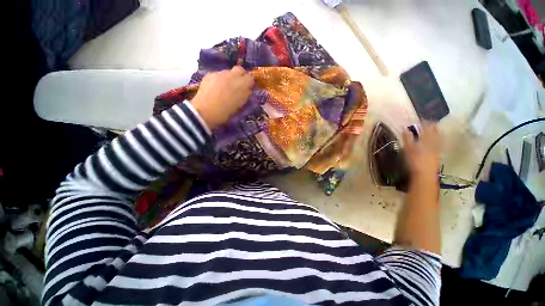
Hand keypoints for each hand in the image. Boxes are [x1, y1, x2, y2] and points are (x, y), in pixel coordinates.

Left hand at [190, 66, 253, 128]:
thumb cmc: (225, 112)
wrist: (204, 111)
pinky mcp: (210, 74)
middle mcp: (232, 76)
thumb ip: (245, 95)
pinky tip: (216, 88)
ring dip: (229, 78)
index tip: (248, 88)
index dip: (249, 83)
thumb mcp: (239, 105)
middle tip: (239, 84)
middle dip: (241, 75)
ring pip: (228, 72)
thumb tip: (248, 90)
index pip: (250, 78)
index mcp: (241, 85)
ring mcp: (220, 73)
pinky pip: (218, 74)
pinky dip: (220, 80)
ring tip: (225, 87)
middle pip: (240, 69)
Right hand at [402, 123, 439, 182]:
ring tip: (434, 129)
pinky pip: (438, 145)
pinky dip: (437, 141)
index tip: (421, 119)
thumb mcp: (409, 150)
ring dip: (435, 133)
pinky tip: (436, 141)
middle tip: (430, 122)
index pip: (426, 130)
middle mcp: (433, 144)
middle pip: (434, 134)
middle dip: (432, 127)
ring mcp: (436, 150)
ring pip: (437, 139)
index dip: (424, 124)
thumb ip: (407, 139)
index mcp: (426, 141)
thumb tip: (404, 129)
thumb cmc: (415, 162)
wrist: (425, 175)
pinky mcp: (436, 156)